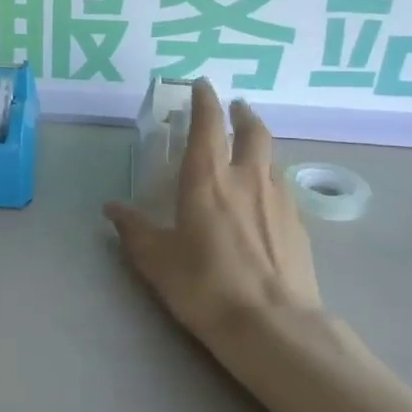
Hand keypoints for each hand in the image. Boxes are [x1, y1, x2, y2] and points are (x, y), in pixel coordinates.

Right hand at [105, 81, 327, 352]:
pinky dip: (271, 179)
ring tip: (248, 151)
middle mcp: (247, 179)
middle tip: (235, 106)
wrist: (273, 326)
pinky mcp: (299, 224)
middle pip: (252, 131)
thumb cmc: (205, 286)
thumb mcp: (156, 260)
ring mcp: (280, 200)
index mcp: (207, 180)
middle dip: (242, 113)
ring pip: (271, 157)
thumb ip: (134, 229)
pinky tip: (264, 198)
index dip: (204, 101)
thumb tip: (112, 208)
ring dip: (259, 145)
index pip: (208, 125)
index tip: (202, 85)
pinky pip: (283, 187)